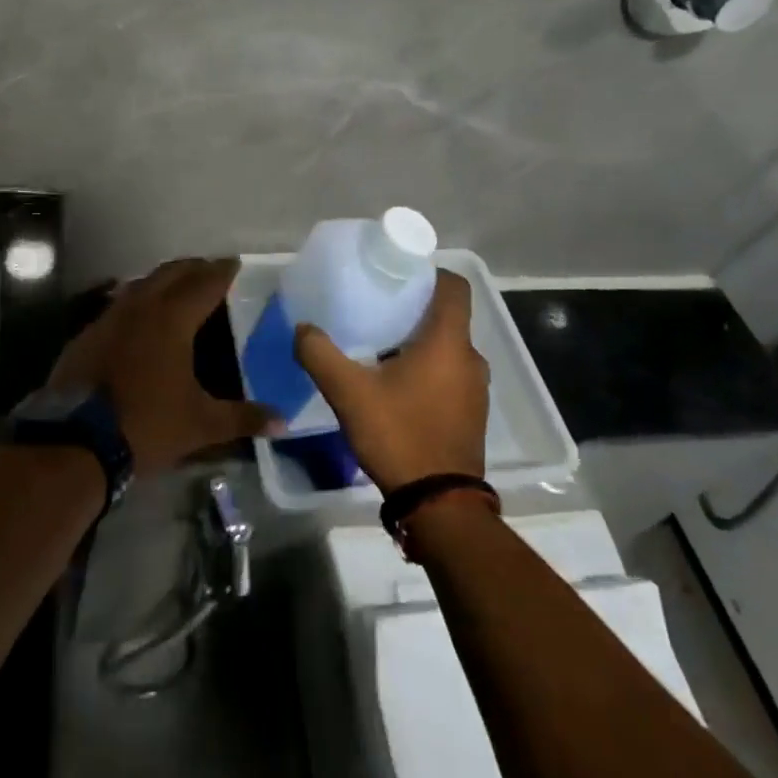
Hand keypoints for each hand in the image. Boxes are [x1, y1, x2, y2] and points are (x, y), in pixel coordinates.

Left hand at [48, 258, 278, 476]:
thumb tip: (283, 420)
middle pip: (171, 273)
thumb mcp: (200, 425)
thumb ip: (242, 418)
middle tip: (211, 268)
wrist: (75, 442)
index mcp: (172, 320)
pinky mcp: (87, 335)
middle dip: (193, 267)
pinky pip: (118, 304)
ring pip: (141, 284)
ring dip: (163, 279)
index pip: (204, 284)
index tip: (235, 262)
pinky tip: (139, 315)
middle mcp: (140, 307)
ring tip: (178, 285)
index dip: (222, 271)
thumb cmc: (145, 425)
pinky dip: (137, 299)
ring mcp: (109, 318)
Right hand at [294, 270, 488, 493]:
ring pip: (448, 347)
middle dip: (414, 308)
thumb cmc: (399, 434)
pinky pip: (450, 373)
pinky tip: (395, 385)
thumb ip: (320, 354)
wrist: (439, 505)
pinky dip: (427, 368)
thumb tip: (302, 328)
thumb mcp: (349, 392)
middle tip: (376, 308)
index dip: (428, 272)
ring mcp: (475, 388)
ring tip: (379, 346)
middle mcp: (470, 358)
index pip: (454, 286)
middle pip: (447, 316)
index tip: (396, 274)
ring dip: (419, 341)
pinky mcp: (471, 413)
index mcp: (448, 342)